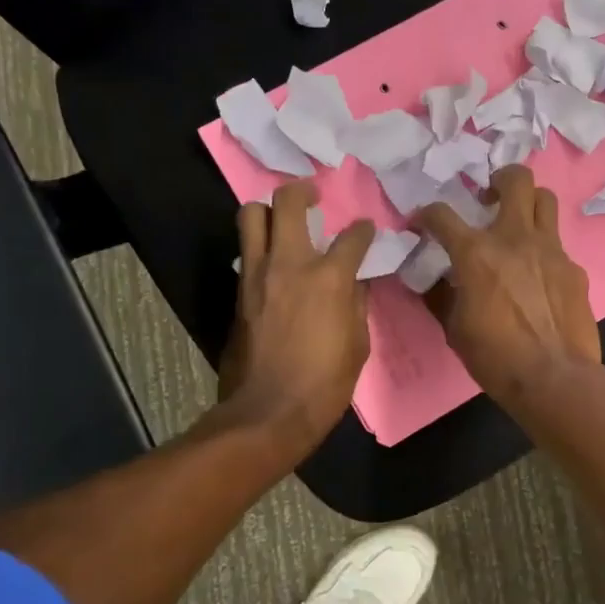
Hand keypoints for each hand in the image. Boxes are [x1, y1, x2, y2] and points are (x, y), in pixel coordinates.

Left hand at [219, 181, 374, 455]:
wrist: (269, 411)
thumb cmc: (326, 382)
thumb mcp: (358, 342)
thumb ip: (357, 303)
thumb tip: (355, 281)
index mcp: (329, 277)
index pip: (352, 237)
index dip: (363, 230)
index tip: (366, 230)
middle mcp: (290, 264)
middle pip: (286, 204)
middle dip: (301, 191)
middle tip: (312, 195)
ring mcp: (257, 275)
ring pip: (251, 217)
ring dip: (268, 211)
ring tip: (282, 218)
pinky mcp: (238, 292)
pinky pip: (246, 253)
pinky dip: (260, 246)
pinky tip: (273, 261)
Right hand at [412, 165, 601, 403]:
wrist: (554, 378)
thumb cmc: (496, 357)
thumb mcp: (454, 328)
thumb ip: (441, 295)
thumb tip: (433, 280)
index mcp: (477, 253)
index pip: (442, 215)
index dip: (427, 215)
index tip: (422, 223)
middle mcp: (515, 238)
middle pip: (516, 179)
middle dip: (499, 179)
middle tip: (489, 197)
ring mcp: (551, 250)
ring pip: (545, 200)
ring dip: (528, 203)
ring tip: (517, 223)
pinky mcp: (574, 268)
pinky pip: (557, 245)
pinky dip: (543, 251)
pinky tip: (539, 276)